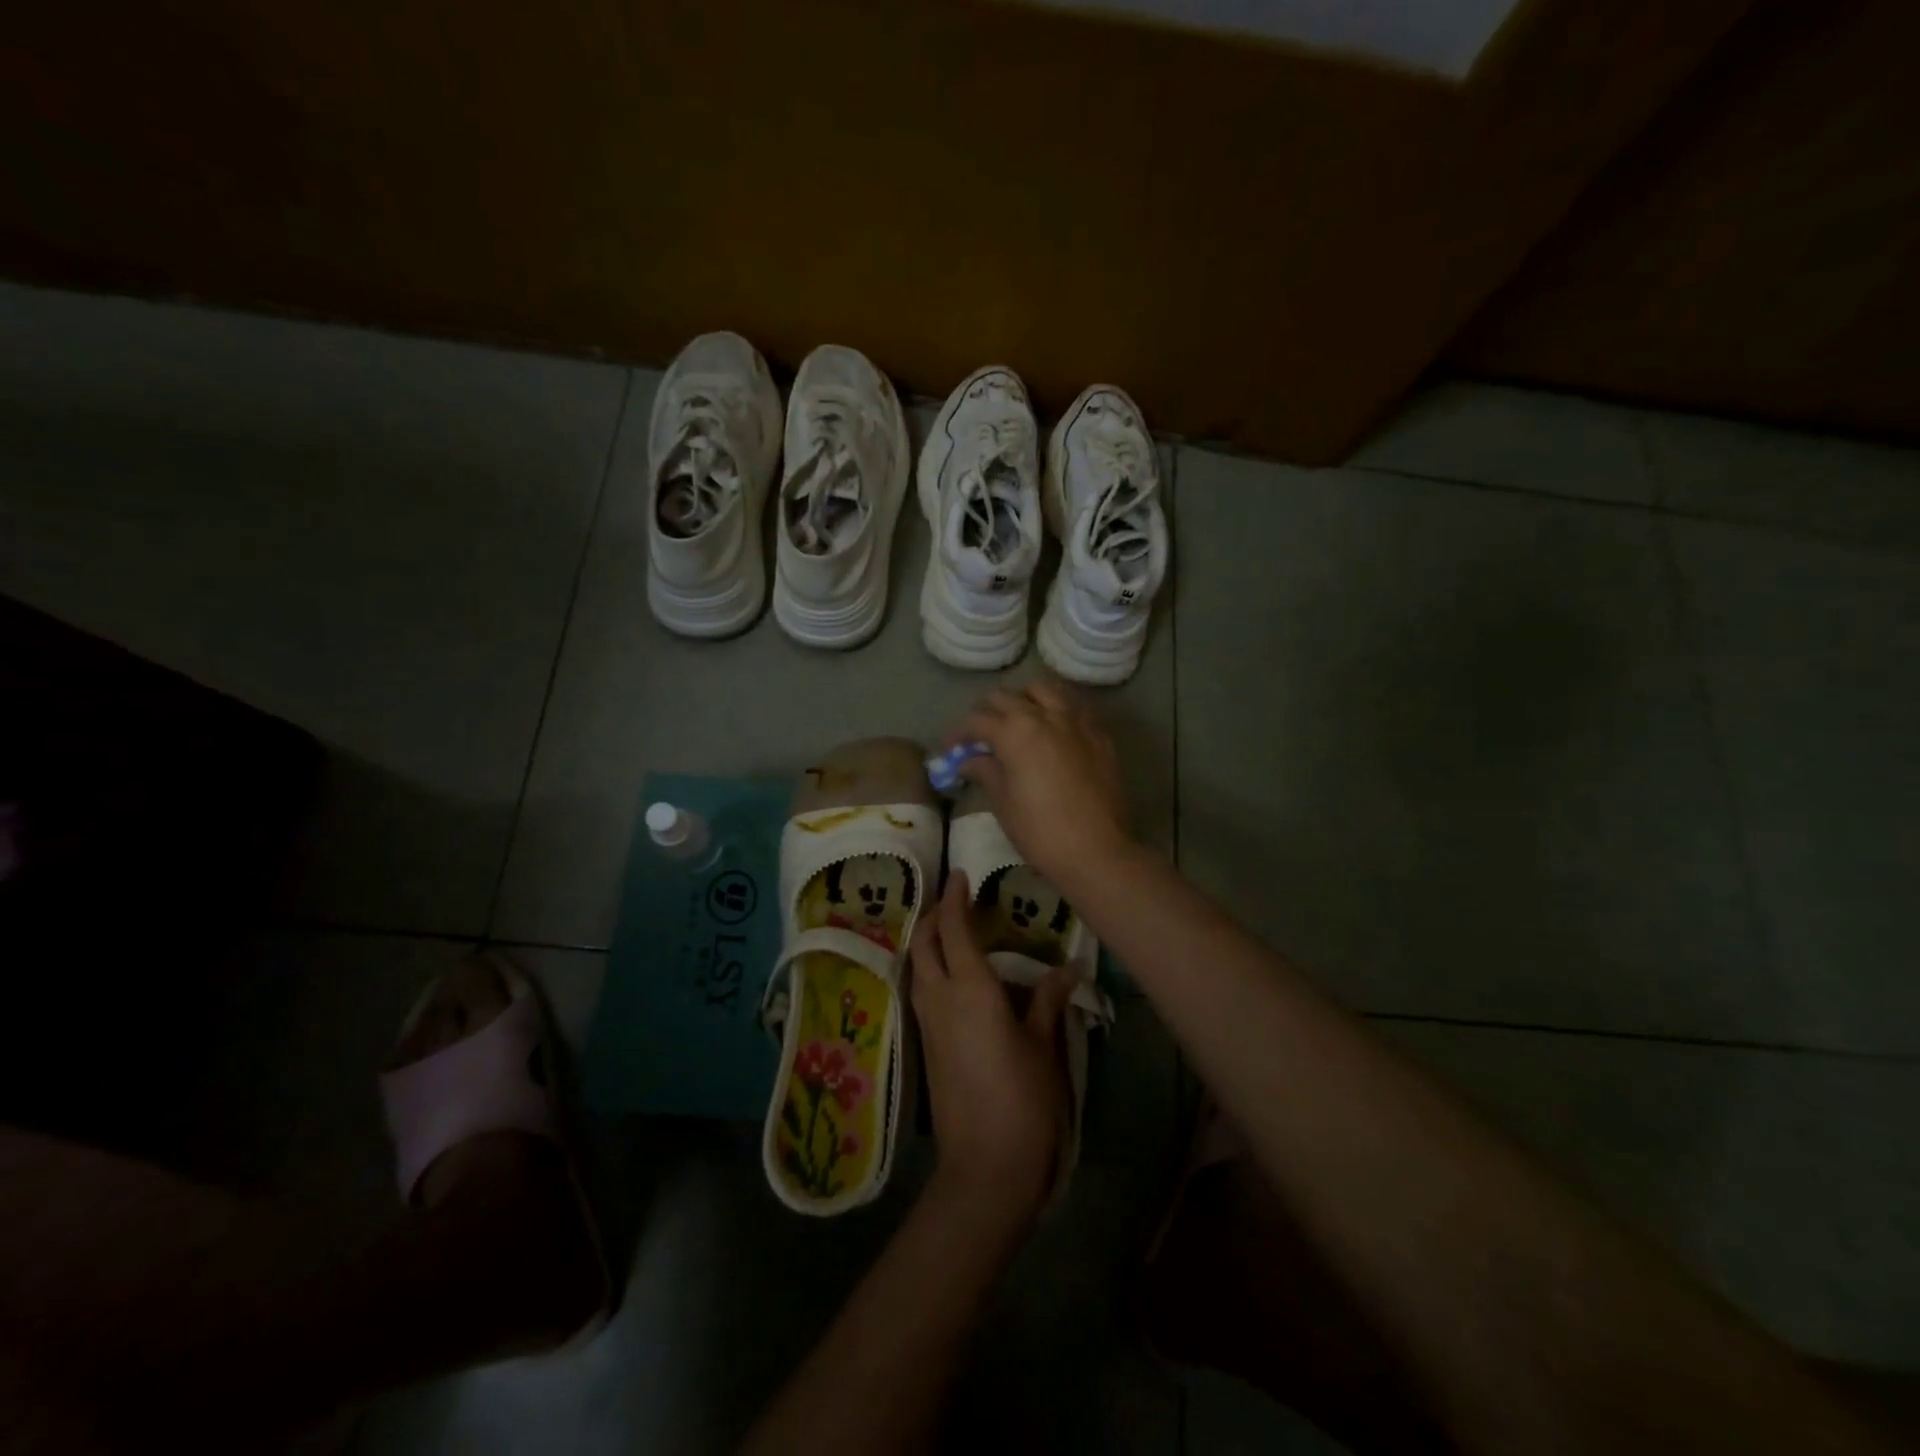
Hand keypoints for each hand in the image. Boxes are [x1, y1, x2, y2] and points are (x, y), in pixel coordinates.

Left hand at [909, 872, 1074, 1227]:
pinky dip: (929, 969)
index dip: (954, 898)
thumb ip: (1048, 1002)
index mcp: (970, 988)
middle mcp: (940, 997)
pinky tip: (951, 977)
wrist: (984, 1167)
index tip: (961, 876)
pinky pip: (921, 990)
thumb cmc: (1022, 1100)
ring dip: (927, 942)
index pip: (952, 928)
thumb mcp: (1043, 1047)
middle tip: (954, 902)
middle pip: (923, 942)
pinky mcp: (926, 1046)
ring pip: (917, 966)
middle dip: (933, 916)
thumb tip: (1065, 970)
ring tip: (951, 933)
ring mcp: (928, 1023)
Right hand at [951, 678, 1130, 892]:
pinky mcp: (1100, 735)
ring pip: (1045, 689)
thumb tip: (969, 760)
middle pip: (1007, 697)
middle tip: (980, 735)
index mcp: (1015, 732)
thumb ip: (985, 772)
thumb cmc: (1040, 831)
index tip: (950, 749)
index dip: (958, 734)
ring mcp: (1077, 722)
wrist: (1097, 851)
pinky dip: (1057, 711)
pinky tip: (1053, 733)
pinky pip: (1074, 708)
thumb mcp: (1003, 803)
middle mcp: (1045, 716)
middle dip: (987, 712)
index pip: (977, 720)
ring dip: (1025, 699)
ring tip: (1019, 720)